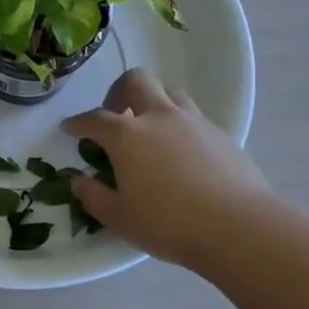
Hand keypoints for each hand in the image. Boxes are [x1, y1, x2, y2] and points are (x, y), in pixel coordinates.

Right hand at [63, 69, 271, 270]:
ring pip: (168, 92)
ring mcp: (193, 121)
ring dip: (153, 102)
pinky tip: (180, 152)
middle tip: (115, 115)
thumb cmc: (169, 223)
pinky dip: (178, 124)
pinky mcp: (220, 134)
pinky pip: (192, 116)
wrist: (238, 227)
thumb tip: (78, 181)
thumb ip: (93, 196)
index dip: (78, 123)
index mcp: (127, 135)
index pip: (95, 119)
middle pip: (136, 82)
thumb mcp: (120, 218)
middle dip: (118, 92)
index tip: (70, 129)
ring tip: (149, 129)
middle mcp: (158, 117)